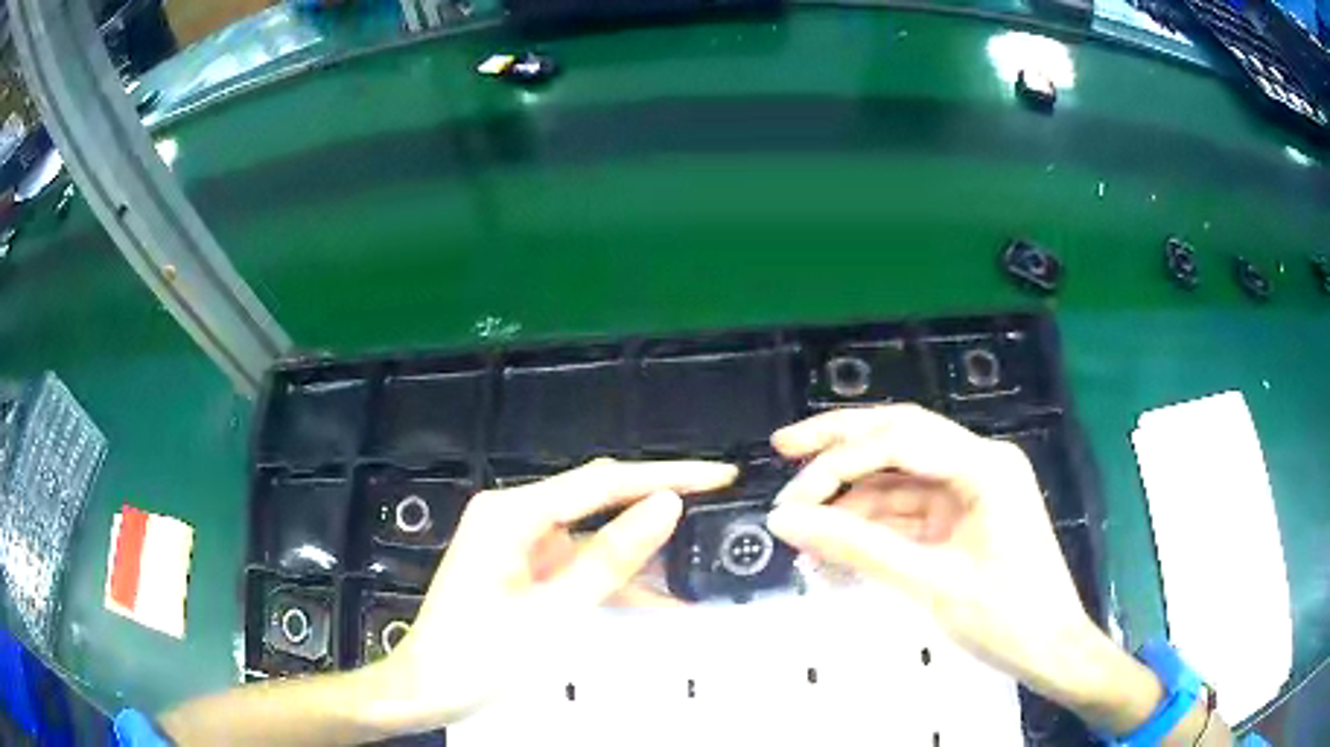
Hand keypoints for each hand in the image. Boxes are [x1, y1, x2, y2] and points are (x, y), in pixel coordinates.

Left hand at [369, 458, 737, 731]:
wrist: (429, 687)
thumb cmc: (479, 653)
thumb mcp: (553, 611)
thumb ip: (610, 559)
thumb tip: (666, 505)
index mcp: (512, 513)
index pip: (603, 482)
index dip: (666, 475)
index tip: (718, 475)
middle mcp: (513, 515)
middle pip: (598, 500)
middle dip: (656, 503)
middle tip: (715, 504)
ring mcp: (517, 542)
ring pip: (592, 536)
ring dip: (638, 555)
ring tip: (696, 560)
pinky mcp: (522, 566)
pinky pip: (577, 564)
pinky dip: (611, 581)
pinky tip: (655, 601)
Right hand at [764, 405, 1158, 728]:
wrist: (1051, 652)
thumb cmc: (1006, 619)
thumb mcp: (930, 585)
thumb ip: (857, 548)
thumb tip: (786, 521)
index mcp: (985, 466)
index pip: (901, 440)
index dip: (839, 462)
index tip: (791, 499)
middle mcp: (979, 463)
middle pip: (899, 437)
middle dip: (841, 445)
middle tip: (783, 448)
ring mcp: (971, 489)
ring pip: (899, 476)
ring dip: (852, 499)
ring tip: (802, 525)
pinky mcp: (963, 517)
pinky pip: (909, 510)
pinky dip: (872, 526)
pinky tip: (836, 545)